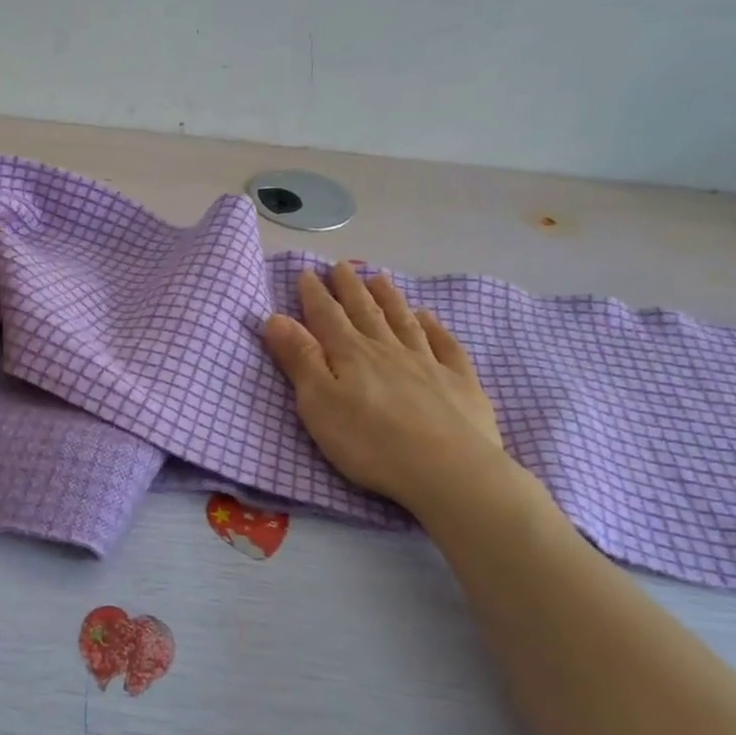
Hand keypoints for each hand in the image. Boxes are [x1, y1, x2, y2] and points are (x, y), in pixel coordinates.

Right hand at [262, 263, 514, 521]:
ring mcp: (427, 364)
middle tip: (341, 265)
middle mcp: (387, 350)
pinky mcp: (459, 384)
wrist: (447, 469)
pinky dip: (435, 328)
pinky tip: (429, 316)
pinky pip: (445, 346)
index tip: (307, 272)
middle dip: (350, 288)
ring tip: (379, 278)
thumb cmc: (370, 442)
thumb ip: (299, 359)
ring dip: (389, 299)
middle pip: (365, 313)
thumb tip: (276, 317)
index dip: (315, 295)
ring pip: (403, 322)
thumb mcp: (319, 403)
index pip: (327, 317)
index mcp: (351, 355)